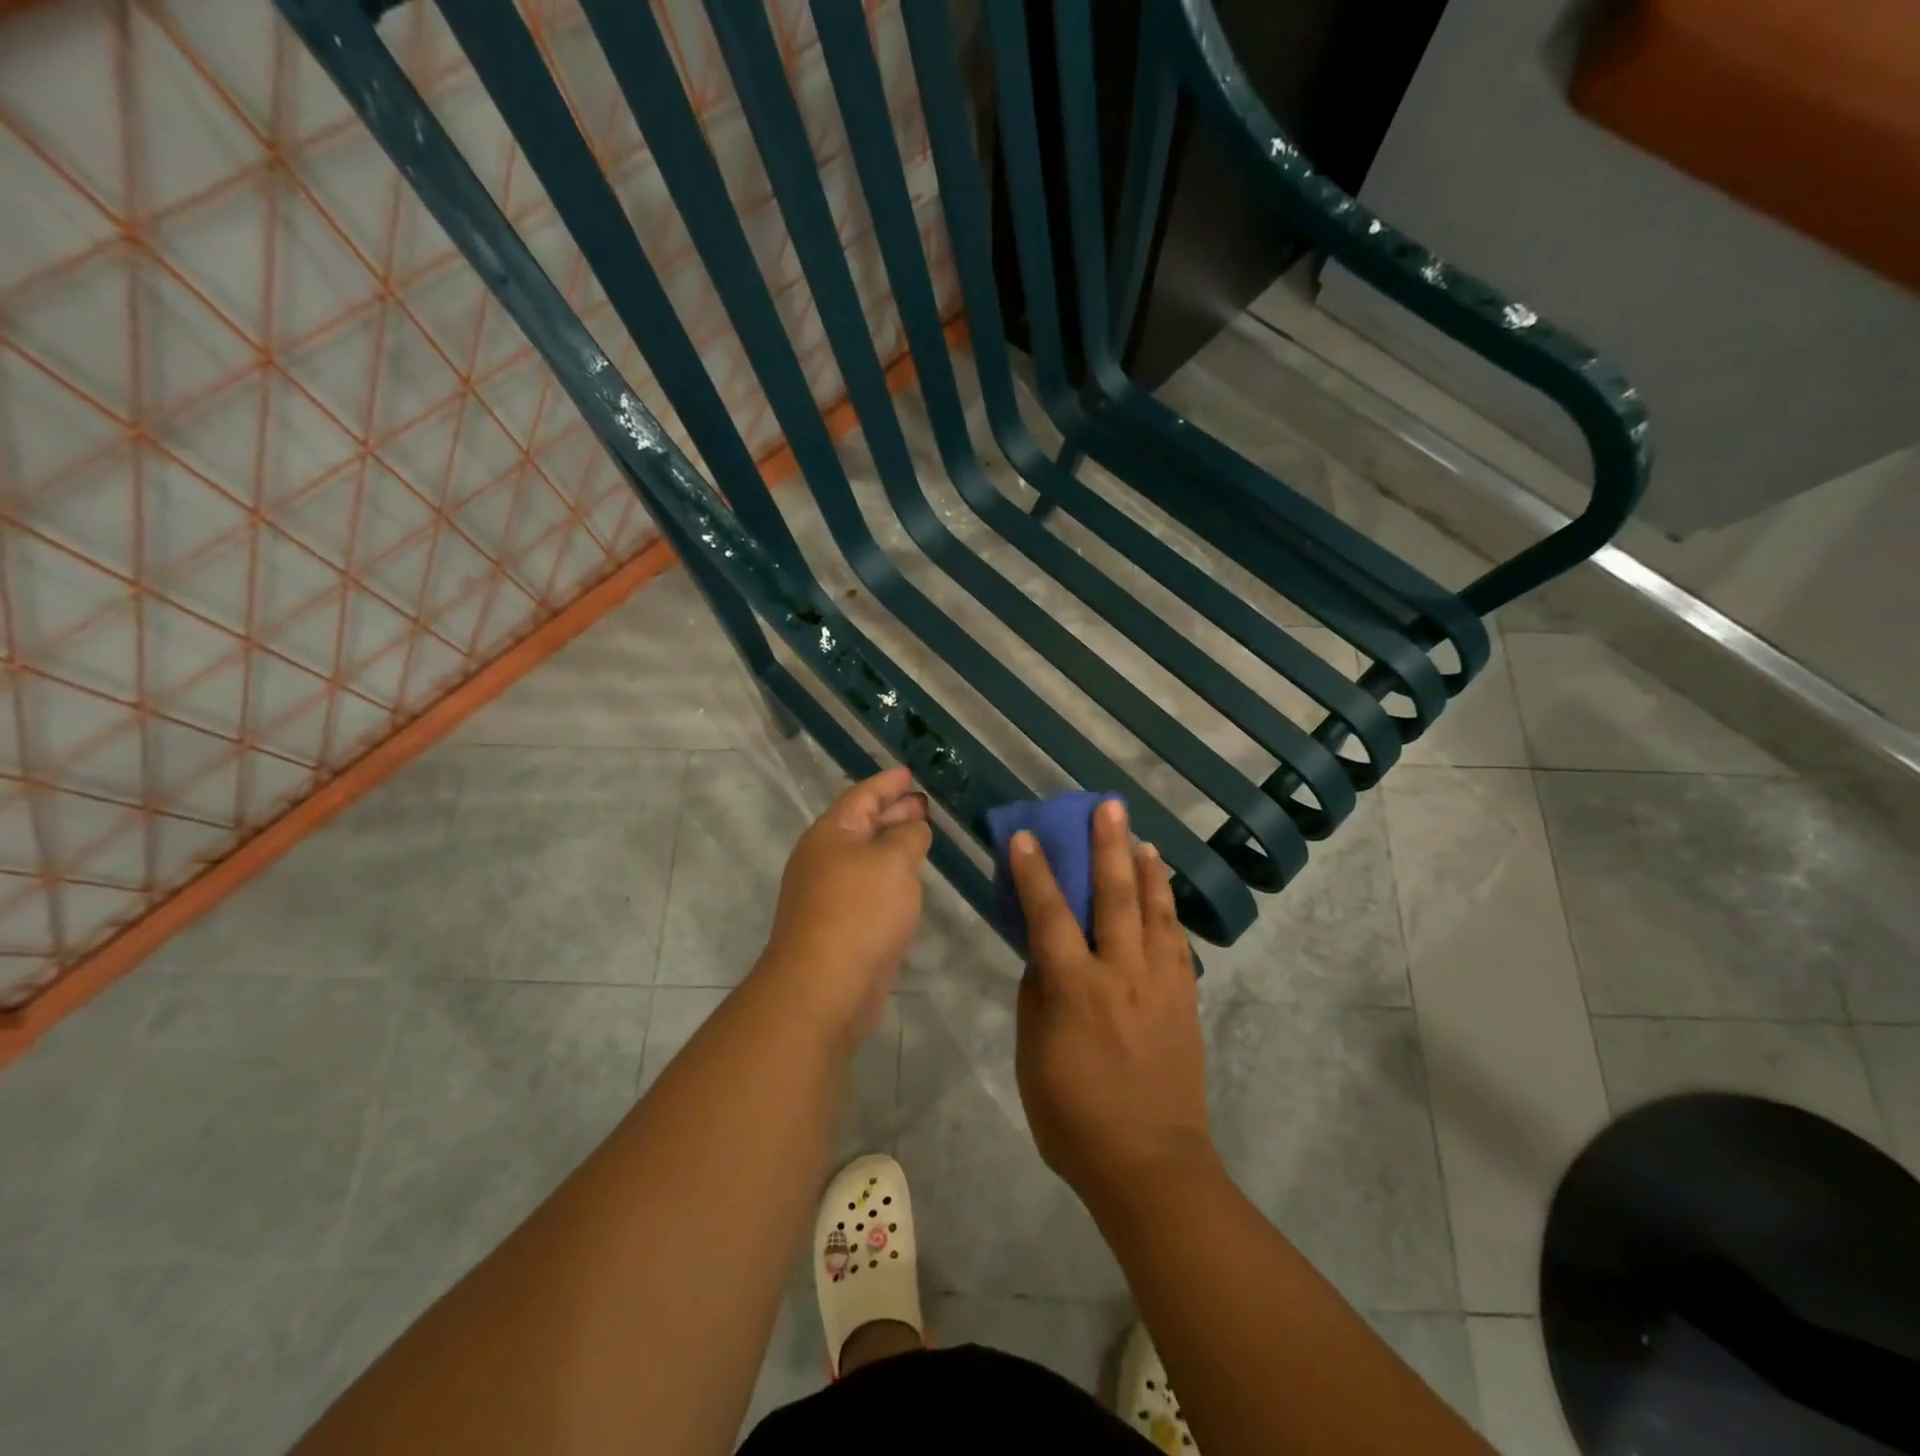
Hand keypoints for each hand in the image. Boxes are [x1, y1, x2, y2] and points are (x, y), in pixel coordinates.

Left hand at [755, 766, 931, 1048]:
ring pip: (865, 858)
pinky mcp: (837, 926)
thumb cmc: (860, 911)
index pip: (863, 796)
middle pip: (862, 825)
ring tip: (921, 837)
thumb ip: (908, 836)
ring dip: (892, 846)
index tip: (909, 774)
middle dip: (892, 813)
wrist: (824, 987)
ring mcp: (827, 895)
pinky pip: (867, 888)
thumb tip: (912, 828)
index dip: (888, 783)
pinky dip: (889, 878)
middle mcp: (824, 859)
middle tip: (923, 804)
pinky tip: (908, 883)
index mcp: (831, 833)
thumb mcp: (893, 861)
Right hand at [1010, 798, 1216, 1208]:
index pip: (1050, 915)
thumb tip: (1044, 957)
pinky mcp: (1185, 1000)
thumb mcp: (1033, 1057)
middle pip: (1115, 897)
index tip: (1027, 835)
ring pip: (1155, 912)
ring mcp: (1161, 985)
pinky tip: (1163, 895)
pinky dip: (1169, 911)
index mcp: (1076, 989)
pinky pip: (1177, 943)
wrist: (1150, 1164)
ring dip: (1146, 870)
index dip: (1035, 872)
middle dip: (1108, 847)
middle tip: (1108, 806)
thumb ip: (1038, 997)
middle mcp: (1122, 974)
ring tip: (1141, 838)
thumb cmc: (1074, 1117)